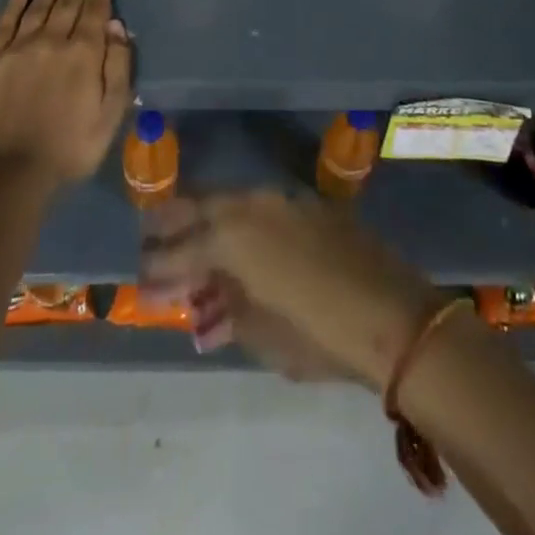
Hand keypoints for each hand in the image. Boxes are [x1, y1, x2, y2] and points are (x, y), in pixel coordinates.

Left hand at [0, 0, 131, 192]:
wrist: (11, 173)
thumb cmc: (71, 148)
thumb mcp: (111, 114)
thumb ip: (117, 66)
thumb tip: (116, 25)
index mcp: (84, 53)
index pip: (93, 8)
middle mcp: (52, 41)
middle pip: (67, 0)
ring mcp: (19, 49)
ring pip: (39, 5)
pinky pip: (5, 23)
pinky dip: (15, 3)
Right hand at [142, 190, 439, 389]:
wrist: (394, 315)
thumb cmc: (319, 333)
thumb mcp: (262, 335)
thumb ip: (225, 312)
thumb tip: (204, 307)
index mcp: (231, 237)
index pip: (180, 250)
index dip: (158, 269)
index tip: (139, 281)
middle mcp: (251, 206)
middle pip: (199, 207)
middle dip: (171, 222)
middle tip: (150, 236)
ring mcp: (282, 200)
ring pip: (231, 202)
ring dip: (208, 221)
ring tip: (191, 239)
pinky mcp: (309, 204)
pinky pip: (262, 208)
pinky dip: (243, 224)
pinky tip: (241, 241)